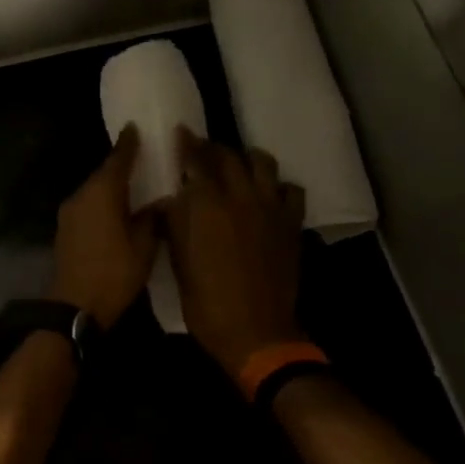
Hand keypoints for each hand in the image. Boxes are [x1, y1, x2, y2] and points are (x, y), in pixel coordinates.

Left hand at [49, 126, 159, 328]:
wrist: (75, 307)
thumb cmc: (114, 273)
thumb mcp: (144, 246)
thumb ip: (151, 218)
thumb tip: (159, 201)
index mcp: (102, 193)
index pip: (117, 159)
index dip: (128, 144)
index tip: (135, 128)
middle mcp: (81, 195)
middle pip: (103, 174)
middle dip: (121, 166)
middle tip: (143, 159)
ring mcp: (70, 213)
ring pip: (94, 191)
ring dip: (111, 187)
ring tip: (133, 186)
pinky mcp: (66, 229)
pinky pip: (88, 206)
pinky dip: (102, 202)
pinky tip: (116, 210)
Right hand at [163, 128, 306, 378]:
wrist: (255, 331)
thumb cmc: (206, 301)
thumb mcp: (178, 261)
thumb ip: (176, 223)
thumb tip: (173, 199)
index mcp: (207, 204)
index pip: (196, 159)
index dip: (187, 143)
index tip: (181, 132)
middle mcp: (240, 196)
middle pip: (229, 156)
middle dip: (214, 148)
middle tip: (203, 151)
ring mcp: (270, 208)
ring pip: (263, 163)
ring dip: (248, 159)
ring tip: (238, 166)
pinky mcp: (291, 223)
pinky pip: (290, 190)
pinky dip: (277, 187)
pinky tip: (268, 195)